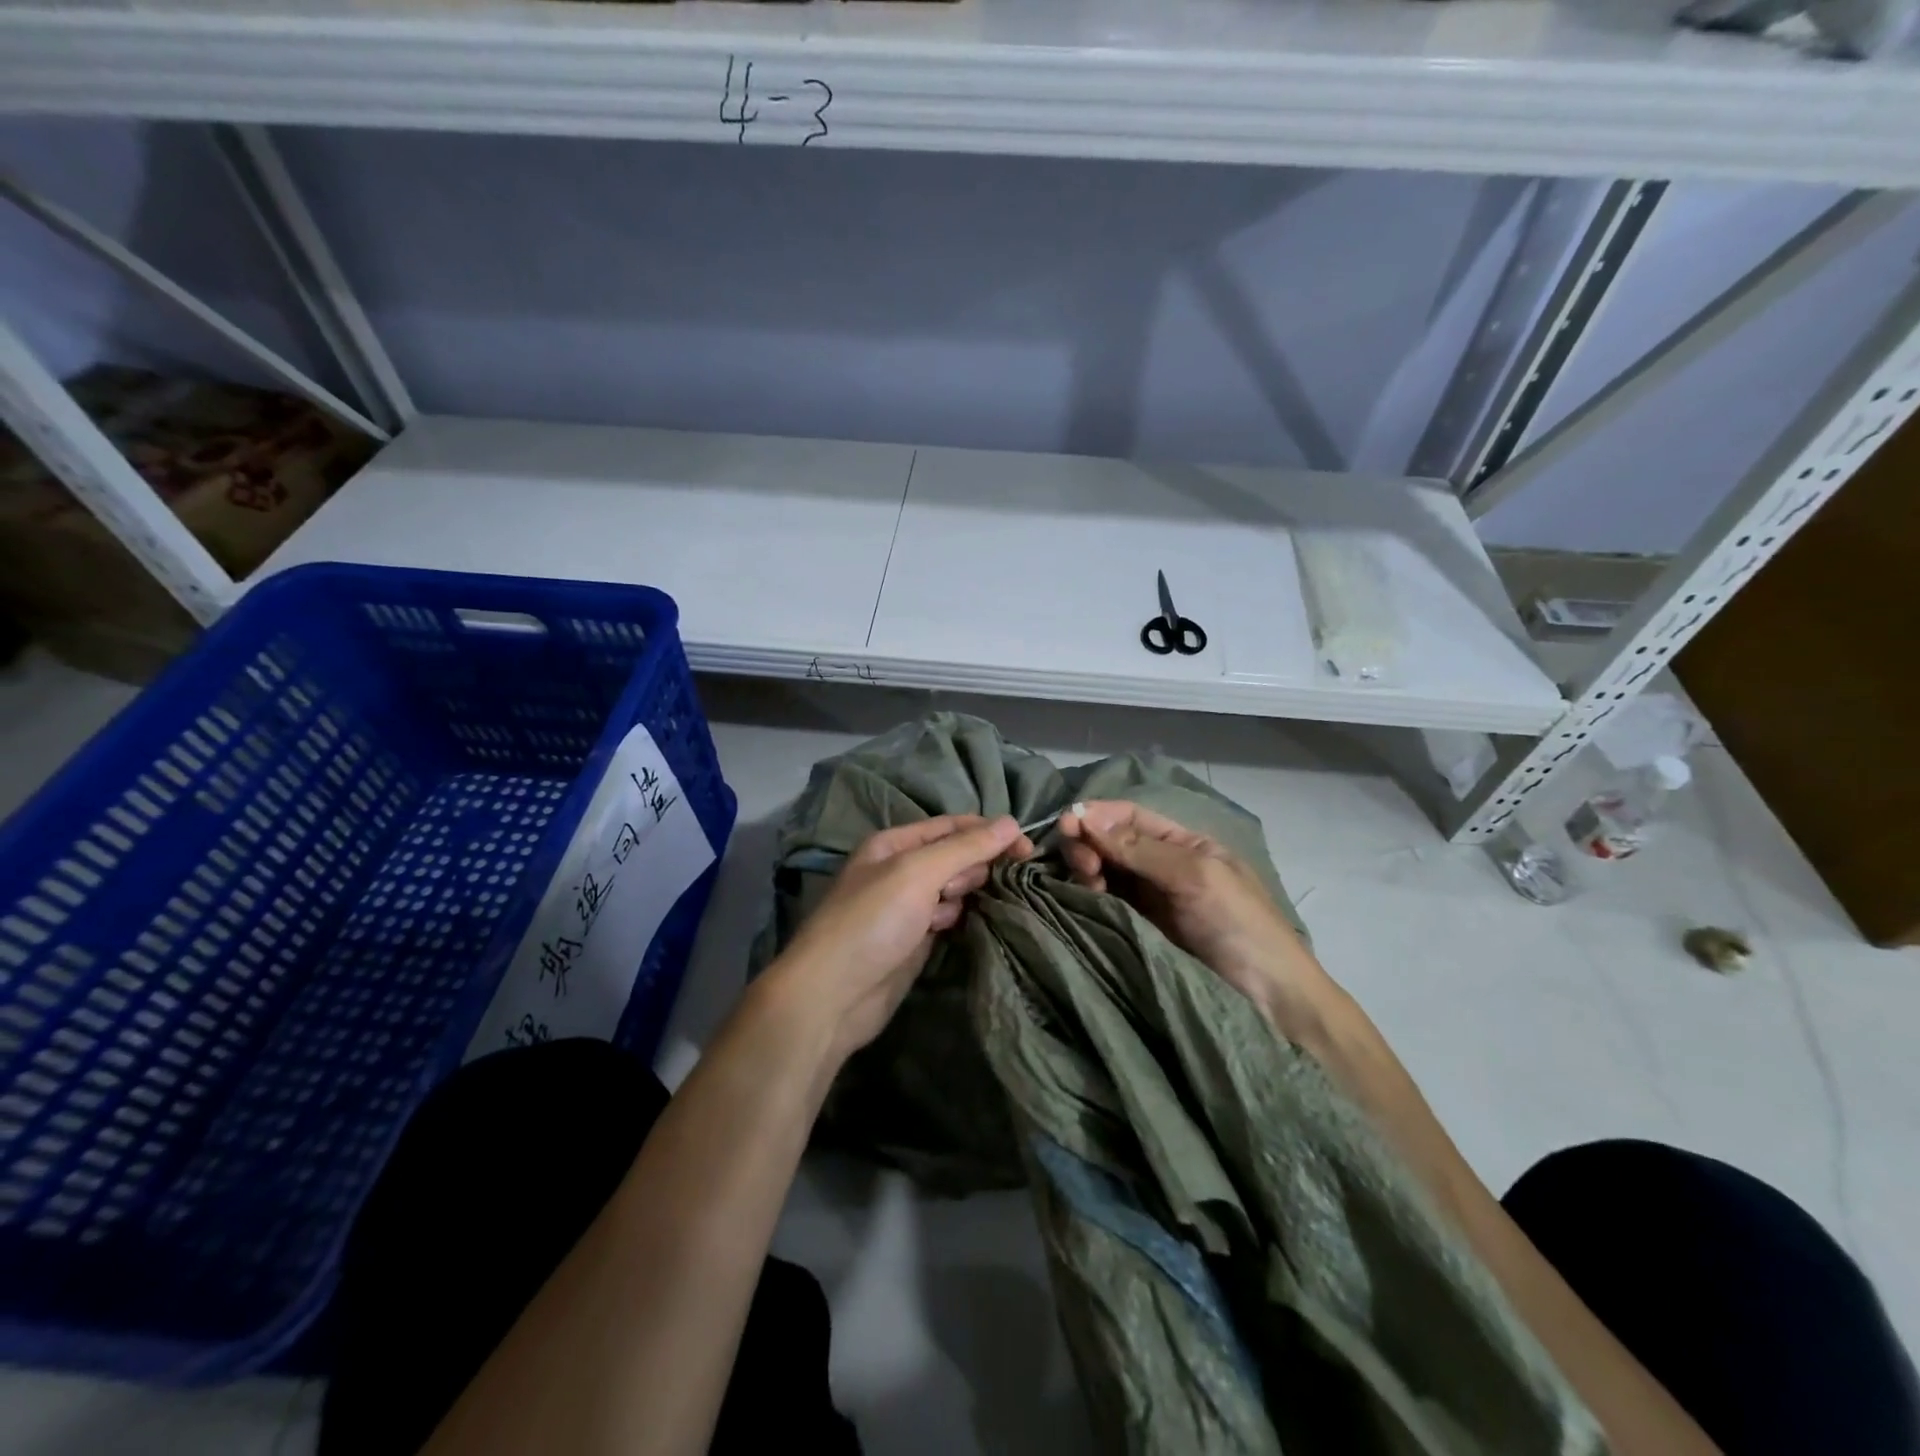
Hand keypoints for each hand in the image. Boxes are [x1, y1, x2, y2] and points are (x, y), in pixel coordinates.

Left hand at [770, 815, 1032, 1059]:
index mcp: (895, 843)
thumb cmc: (872, 921)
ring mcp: (908, 905)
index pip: (953, 826)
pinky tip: (948, 930)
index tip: (1028, 849)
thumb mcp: (918, 872)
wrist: (833, 994)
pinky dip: (955, 919)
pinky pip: (949, 917)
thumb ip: (965, 847)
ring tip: (945, 915)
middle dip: (971, 868)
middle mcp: (901, 868)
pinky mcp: (915, 938)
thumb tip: (1011, 823)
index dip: (990, 833)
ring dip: (963, 895)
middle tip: (957, 891)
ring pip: (955, 888)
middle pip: (956, 855)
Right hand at [1057, 801, 1332, 1036]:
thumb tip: (1085, 815)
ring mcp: (1146, 904)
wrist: (1270, 1004)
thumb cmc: (1240, 927)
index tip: (1067, 823)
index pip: (1130, 817)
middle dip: (1089, 844)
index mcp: (1183, 845)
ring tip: (1087, 884)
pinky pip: (1102, 907)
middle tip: (1082, 865)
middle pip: (1110, 843)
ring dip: (1085, 870)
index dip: (1097, 815)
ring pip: (1102, 874)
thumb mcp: (1197, 876)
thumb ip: (1140, 847)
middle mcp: (1160, 868)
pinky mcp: (1134, 935)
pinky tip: (1082, 901)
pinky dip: (1086, 899)